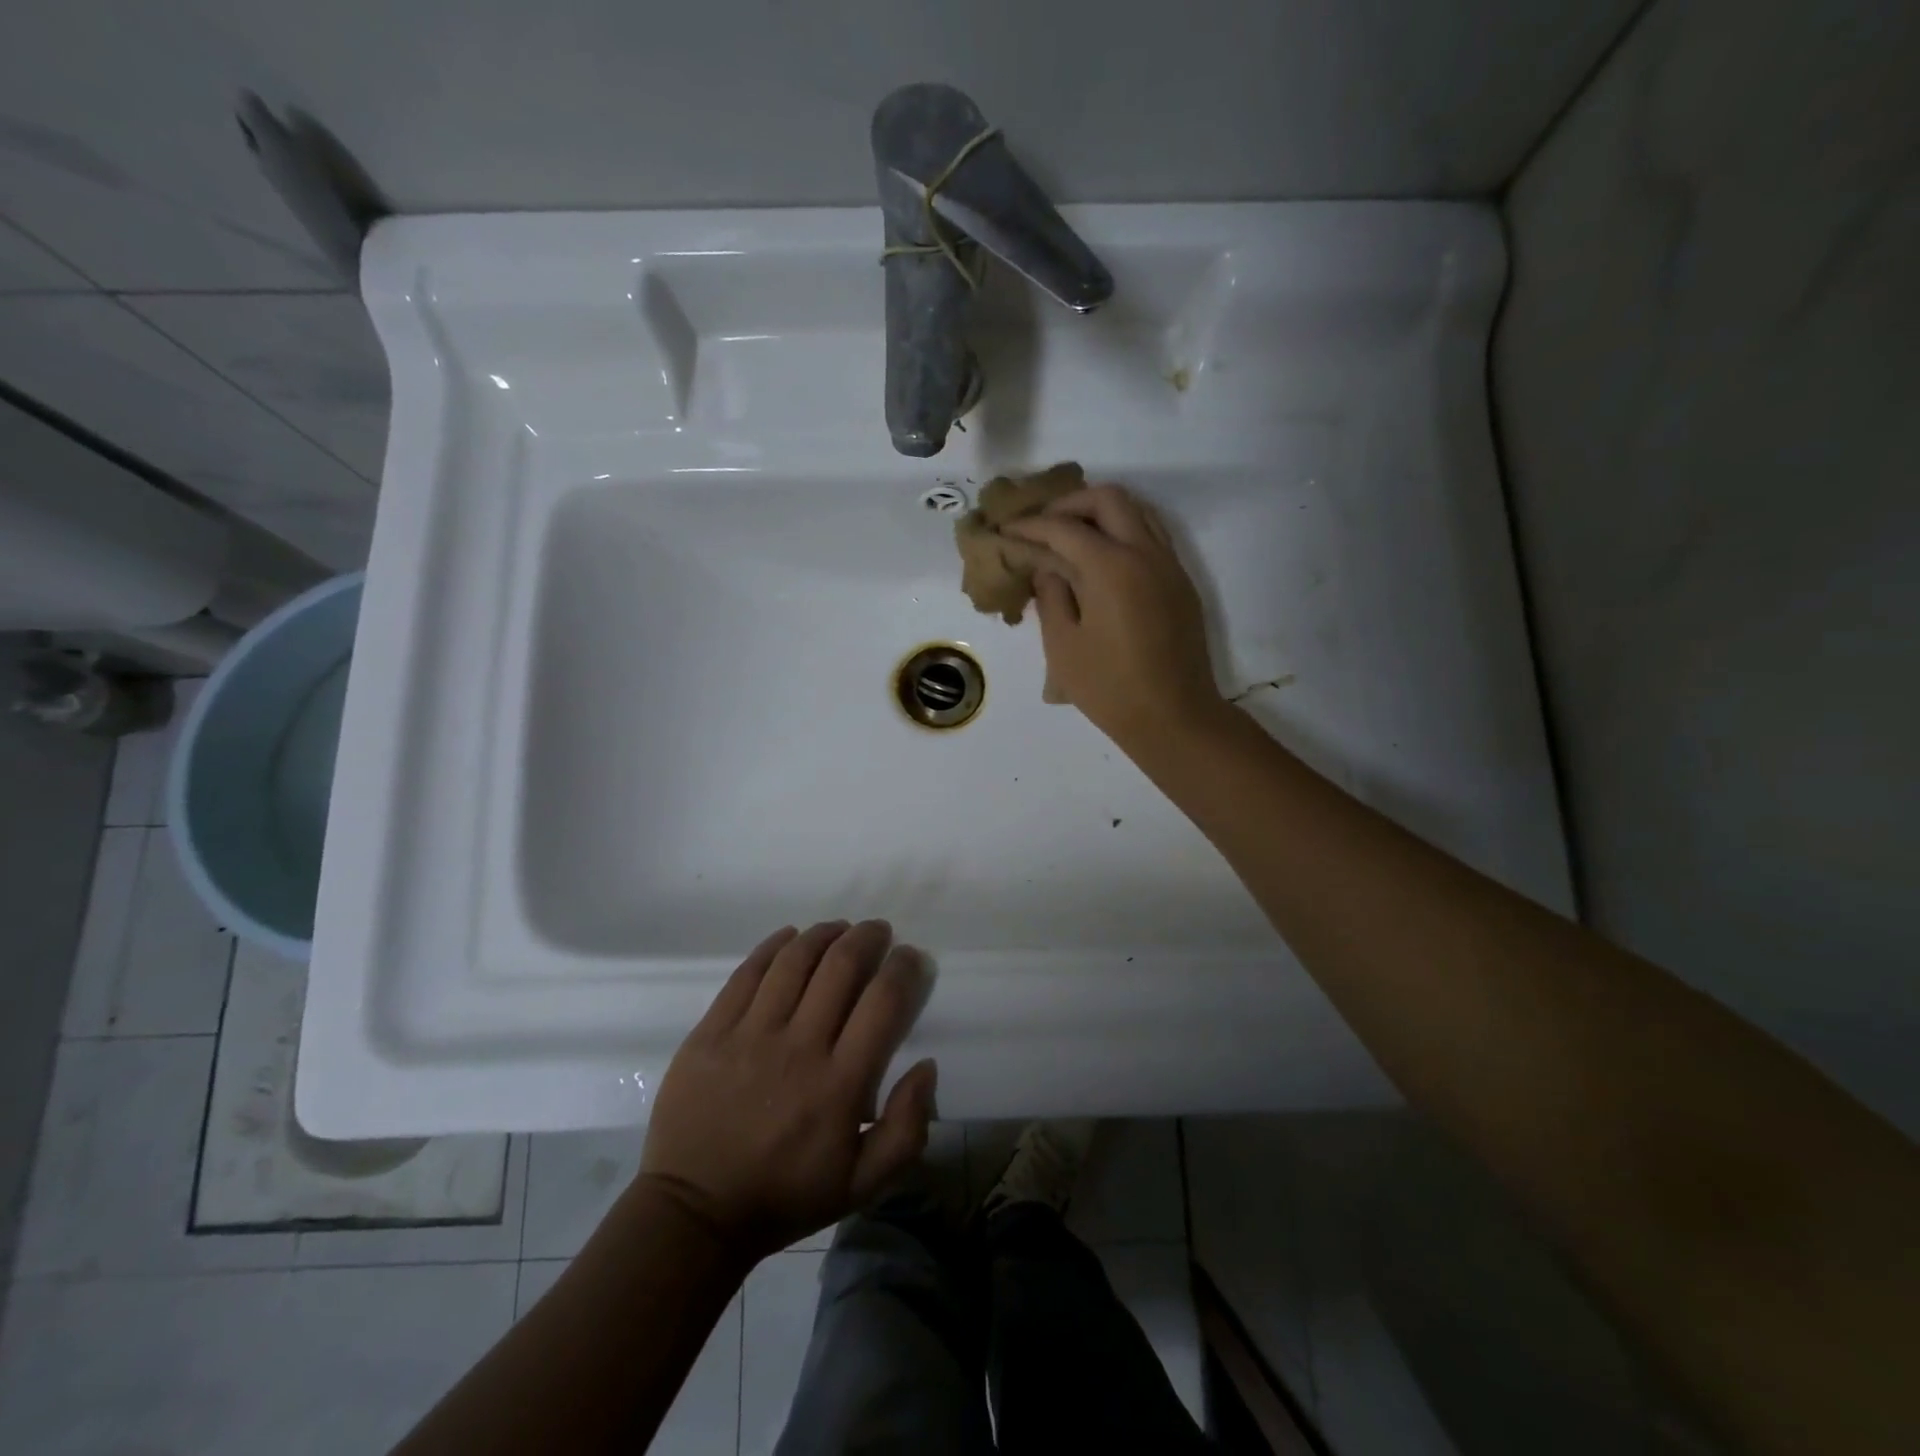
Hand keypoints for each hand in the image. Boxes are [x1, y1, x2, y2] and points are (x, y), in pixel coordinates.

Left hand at [637, 921, 935, 1263]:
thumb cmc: (785, 1196)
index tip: (911, 957)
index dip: (904, 968)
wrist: (694, 1213)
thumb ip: (908, 1129)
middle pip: (841, 966)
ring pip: (795, 960)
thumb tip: (926, 1065)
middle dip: (868, 938)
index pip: (883, 1002)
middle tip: (879, 931)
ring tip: (839, 929)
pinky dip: (775, 946)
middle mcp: (798, 1047)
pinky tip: (791, 937)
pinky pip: (747, 972)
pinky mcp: (710, 1031)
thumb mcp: (862, 1184)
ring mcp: (749, 1035)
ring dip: (825, 934)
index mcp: (840, 1084)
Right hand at [1000, 484, 1222, 747]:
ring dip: (1101, 513)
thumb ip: (1051, 595)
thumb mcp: (1063, 645)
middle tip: (1042, 526)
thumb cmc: (1109, 688)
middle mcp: (1145, 552)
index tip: (1006, 530)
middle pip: (1108, 499)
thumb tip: (1048, 567)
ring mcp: (1169, 564)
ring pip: (1137, 511)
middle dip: (1070, 504)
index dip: (1030, 526)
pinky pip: (1152, 535)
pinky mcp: (1180, 582)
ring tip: (1071, 536)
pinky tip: (1102, 559)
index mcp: (1111, 567)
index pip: (1063, 528)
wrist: (1174, 717)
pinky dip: (1124, 531)